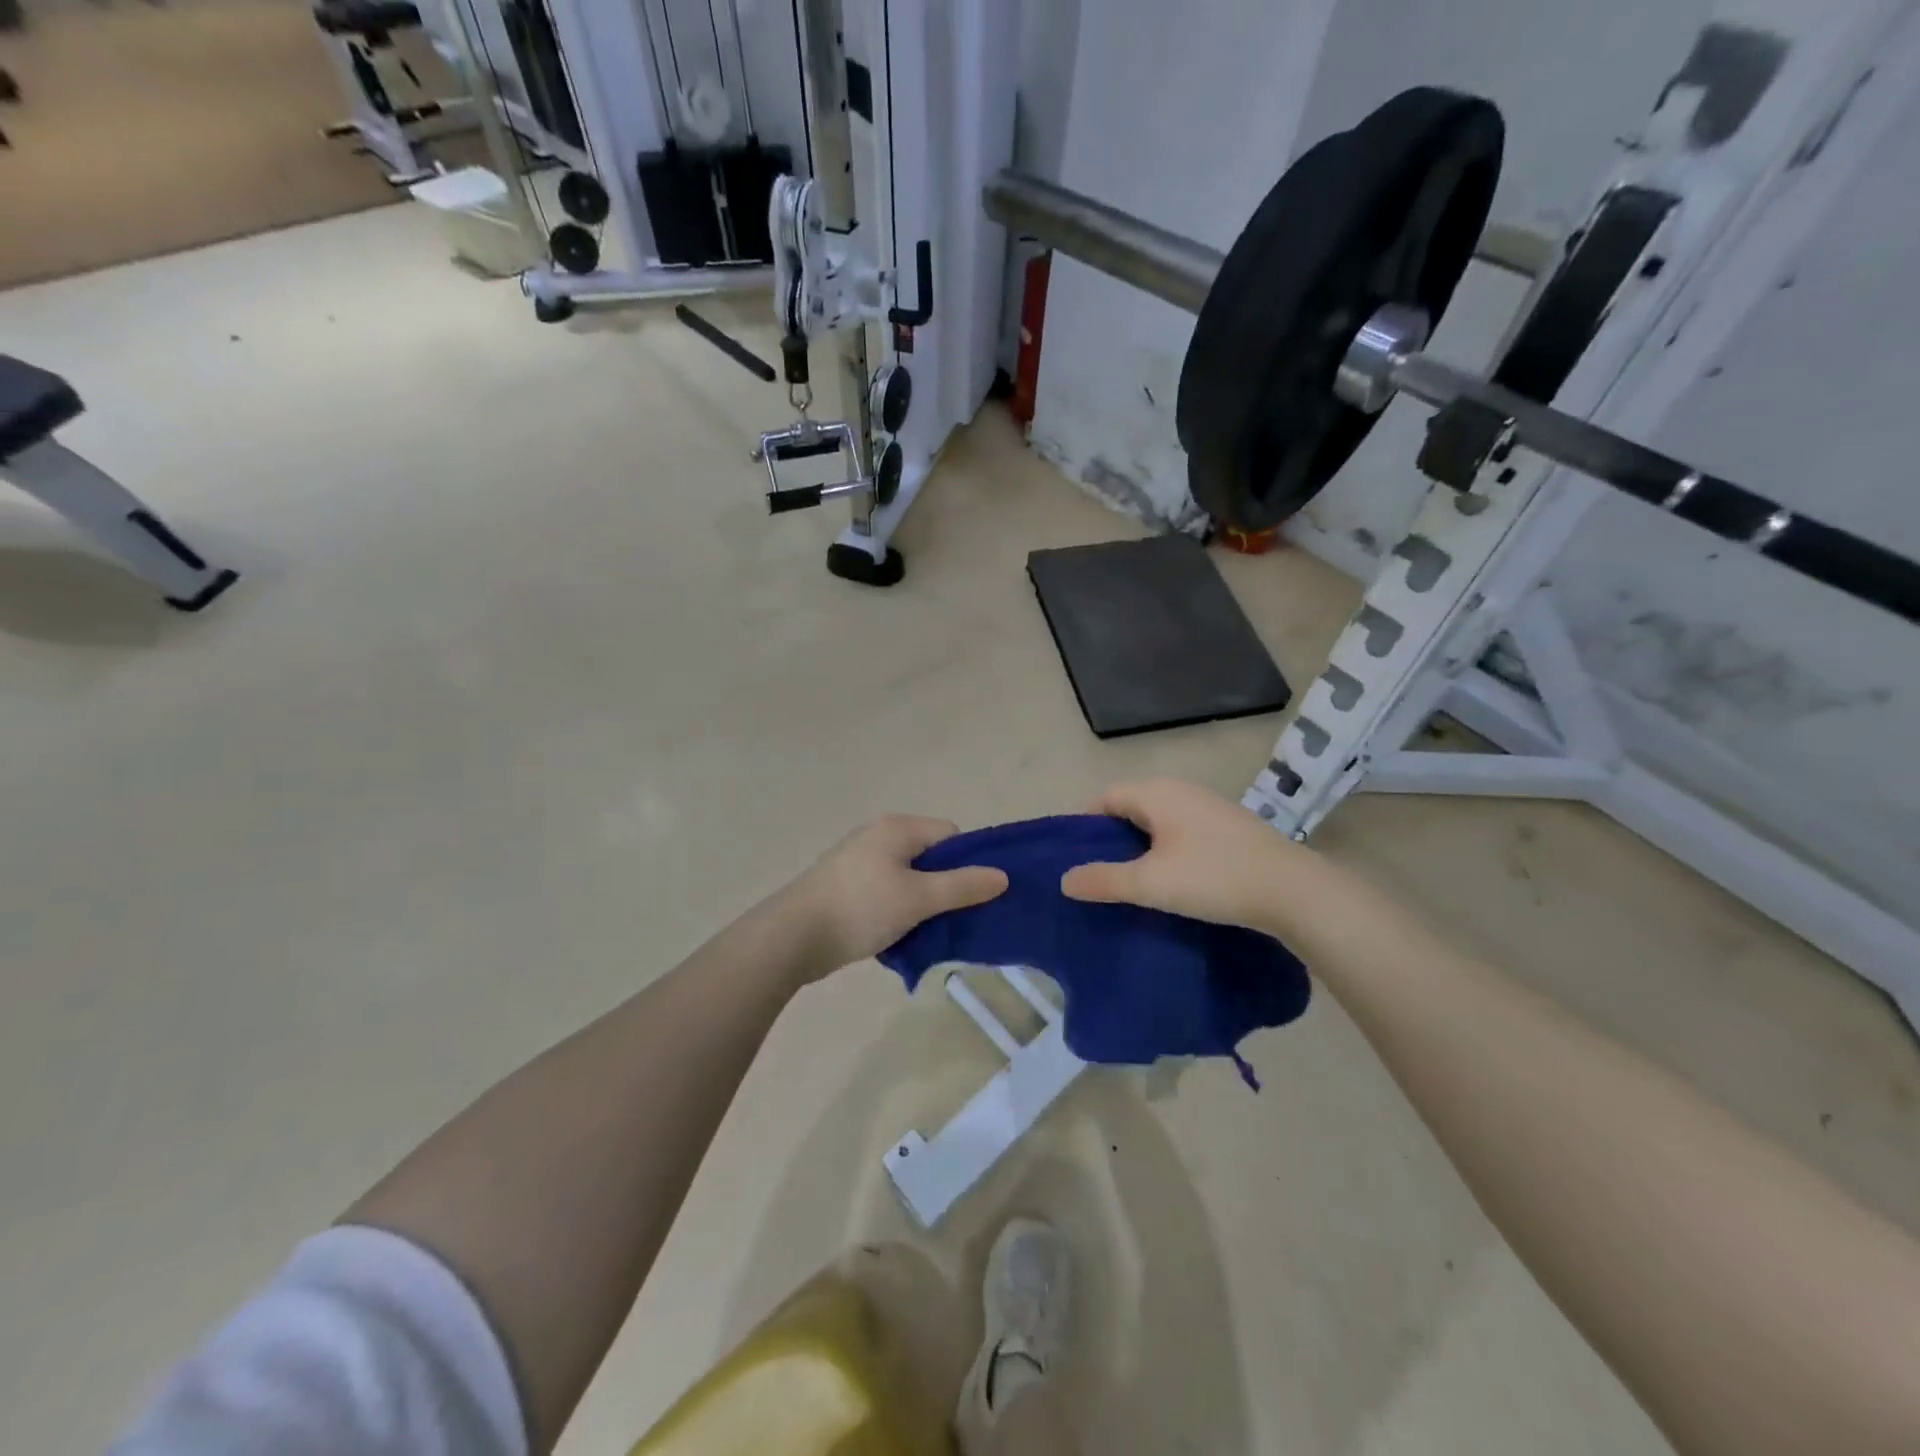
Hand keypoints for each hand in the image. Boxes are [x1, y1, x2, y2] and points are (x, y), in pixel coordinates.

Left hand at [779, 815, 1008, 982]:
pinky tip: (897, 935)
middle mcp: (879, 835)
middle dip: (944, 887)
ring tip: (925, 931)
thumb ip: (963, 886)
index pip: (950, 835)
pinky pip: (887, 891)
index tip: (969, 897)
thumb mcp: (919, 898)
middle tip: (951, 918)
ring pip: (909, 878)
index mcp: (898, 828)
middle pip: (930, 857)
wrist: (793, 936)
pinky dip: (897, 910)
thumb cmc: (861, 908)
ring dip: (921, 903)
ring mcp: (859, 860)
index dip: (966, 864)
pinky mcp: (846, 885)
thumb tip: (1002, 876)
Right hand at [1060, 778, 1322, 934]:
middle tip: (1097, 874)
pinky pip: (1182, 831)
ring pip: (1158, 821)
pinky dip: (1166, 850)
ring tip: (1130, 882)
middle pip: (1131, 807)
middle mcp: (1181, 790)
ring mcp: (1208, 807)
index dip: (1085, 826)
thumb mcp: (1150, 883)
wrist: (1294, 891)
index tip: (1074, 859)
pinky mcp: (1229, 827)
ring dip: (1139, 846)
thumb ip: (1104, 880)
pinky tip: (1170, 880)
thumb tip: (1064, 879)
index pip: (1105, 798)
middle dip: (1111, 838)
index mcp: (1157, 792)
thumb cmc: (1214, 877)